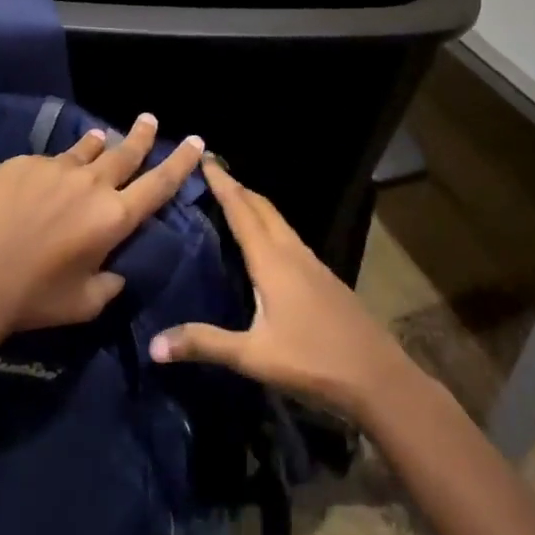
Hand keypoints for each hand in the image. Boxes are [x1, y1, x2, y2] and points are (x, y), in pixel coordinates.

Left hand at [0, 114, 204, 345]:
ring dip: (100, 143)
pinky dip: (57, 166)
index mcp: (113, 218)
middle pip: (125, 152)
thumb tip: (116, 267)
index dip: (182, 162)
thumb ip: (111, 282)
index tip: (197, 141)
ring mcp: (54, 168)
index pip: (159, 184)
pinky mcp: (22, 163)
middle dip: (142, 135)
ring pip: (86, 149)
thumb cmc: (35, 300)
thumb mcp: (86, 303)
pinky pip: (49, 161)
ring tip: (103, 137)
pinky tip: (46, 179)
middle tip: (150, 119)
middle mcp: (90, 184)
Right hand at [149, 158, 415, 422]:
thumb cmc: (313, 362)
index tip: (204, 156)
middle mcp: (292, 252)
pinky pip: (289, 238)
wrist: (380, 379)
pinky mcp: (325, 278)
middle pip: (262, 208)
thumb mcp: (253, 357)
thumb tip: (154, 344)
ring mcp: (312, 264)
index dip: (222, 183)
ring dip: (255, 205)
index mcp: (272, 260)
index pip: (241, 210)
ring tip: (234, 200)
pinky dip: (270, 226)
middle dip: (237, 187)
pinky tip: (266, 244)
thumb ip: (205, 344)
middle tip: (213, 172)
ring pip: (278, 221)